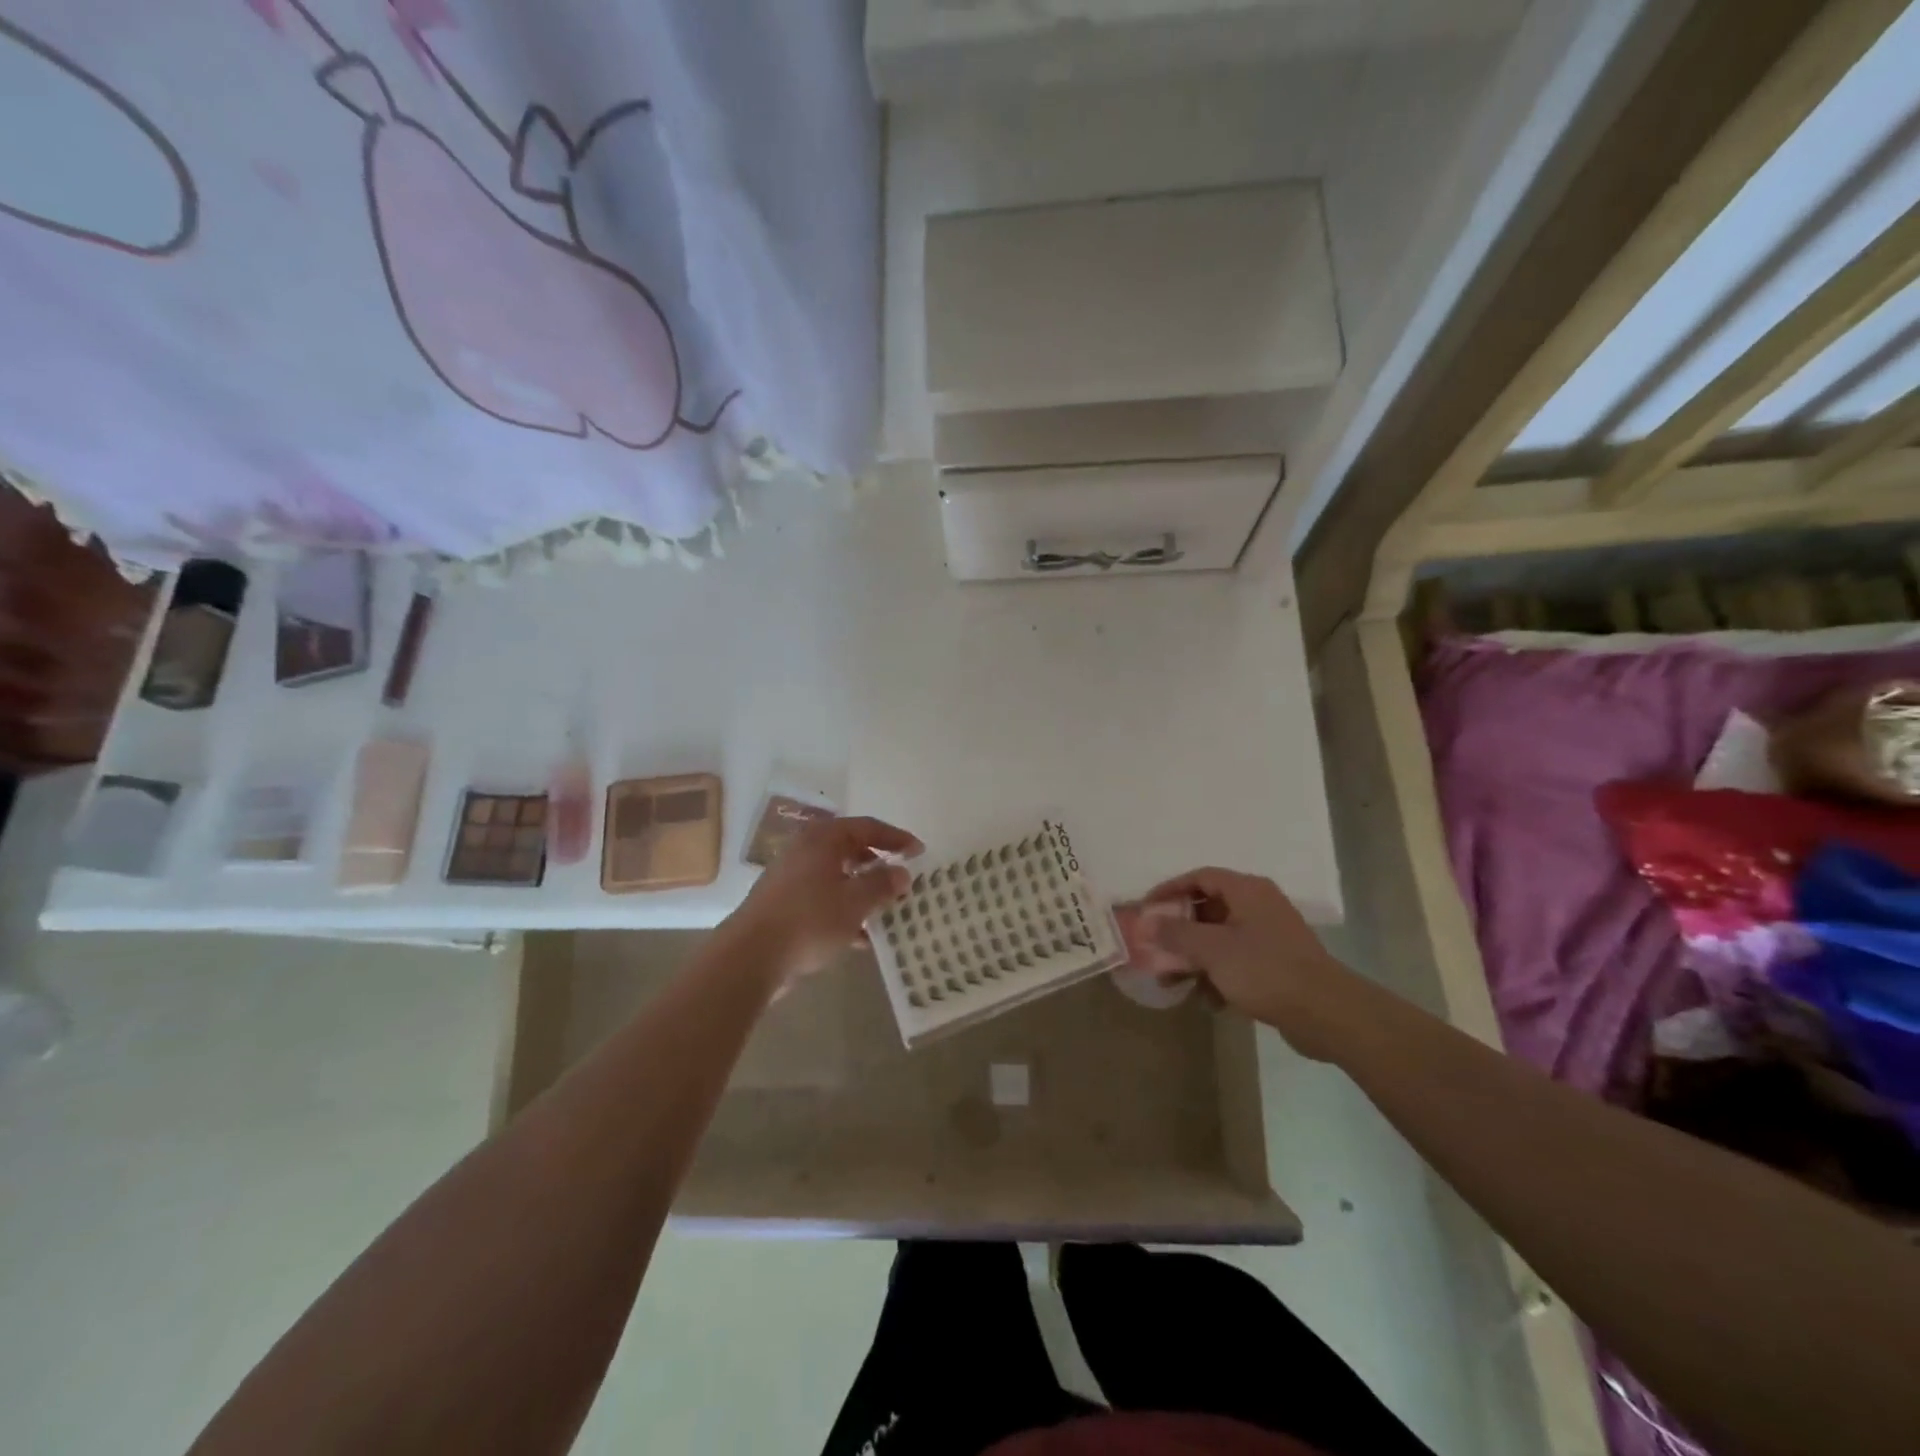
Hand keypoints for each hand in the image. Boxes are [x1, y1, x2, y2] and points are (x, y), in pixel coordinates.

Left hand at [726, 815, 921, 984]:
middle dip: (879, 865)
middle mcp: (805, 850)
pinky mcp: (784, 904)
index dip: (896, 838)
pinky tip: (861, 938)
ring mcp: (791, 877)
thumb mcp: (855, 901)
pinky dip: (844, 911)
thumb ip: (882, 884)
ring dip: (862, 891)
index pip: (867, 827)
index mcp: (822, 839)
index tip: (919, 851)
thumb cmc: (809, 919)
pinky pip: (823, 899)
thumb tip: (901, 873)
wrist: (750, 957)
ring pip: (837, 877)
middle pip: (851, 850)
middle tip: (902, 880)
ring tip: (887, 910)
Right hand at [1143, 867, 1360, 1060]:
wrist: (1327, 1014)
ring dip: (1195, 958)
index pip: (1200, 877)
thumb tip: (1147, 921)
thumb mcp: (1212, 950)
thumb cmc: (1265, 970)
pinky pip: (1237, 962)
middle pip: (1208, 908)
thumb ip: (1175, 933)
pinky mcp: (1277, 965)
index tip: (1145, 909)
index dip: (1169, 889)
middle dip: (1179, 931)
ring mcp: (1270, 936)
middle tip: (1155, 947)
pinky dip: (1218, 975)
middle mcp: (1259, 906)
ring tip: (1172, 981)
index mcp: (1247, 891)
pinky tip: (1207, 1000)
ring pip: (1220, 939)